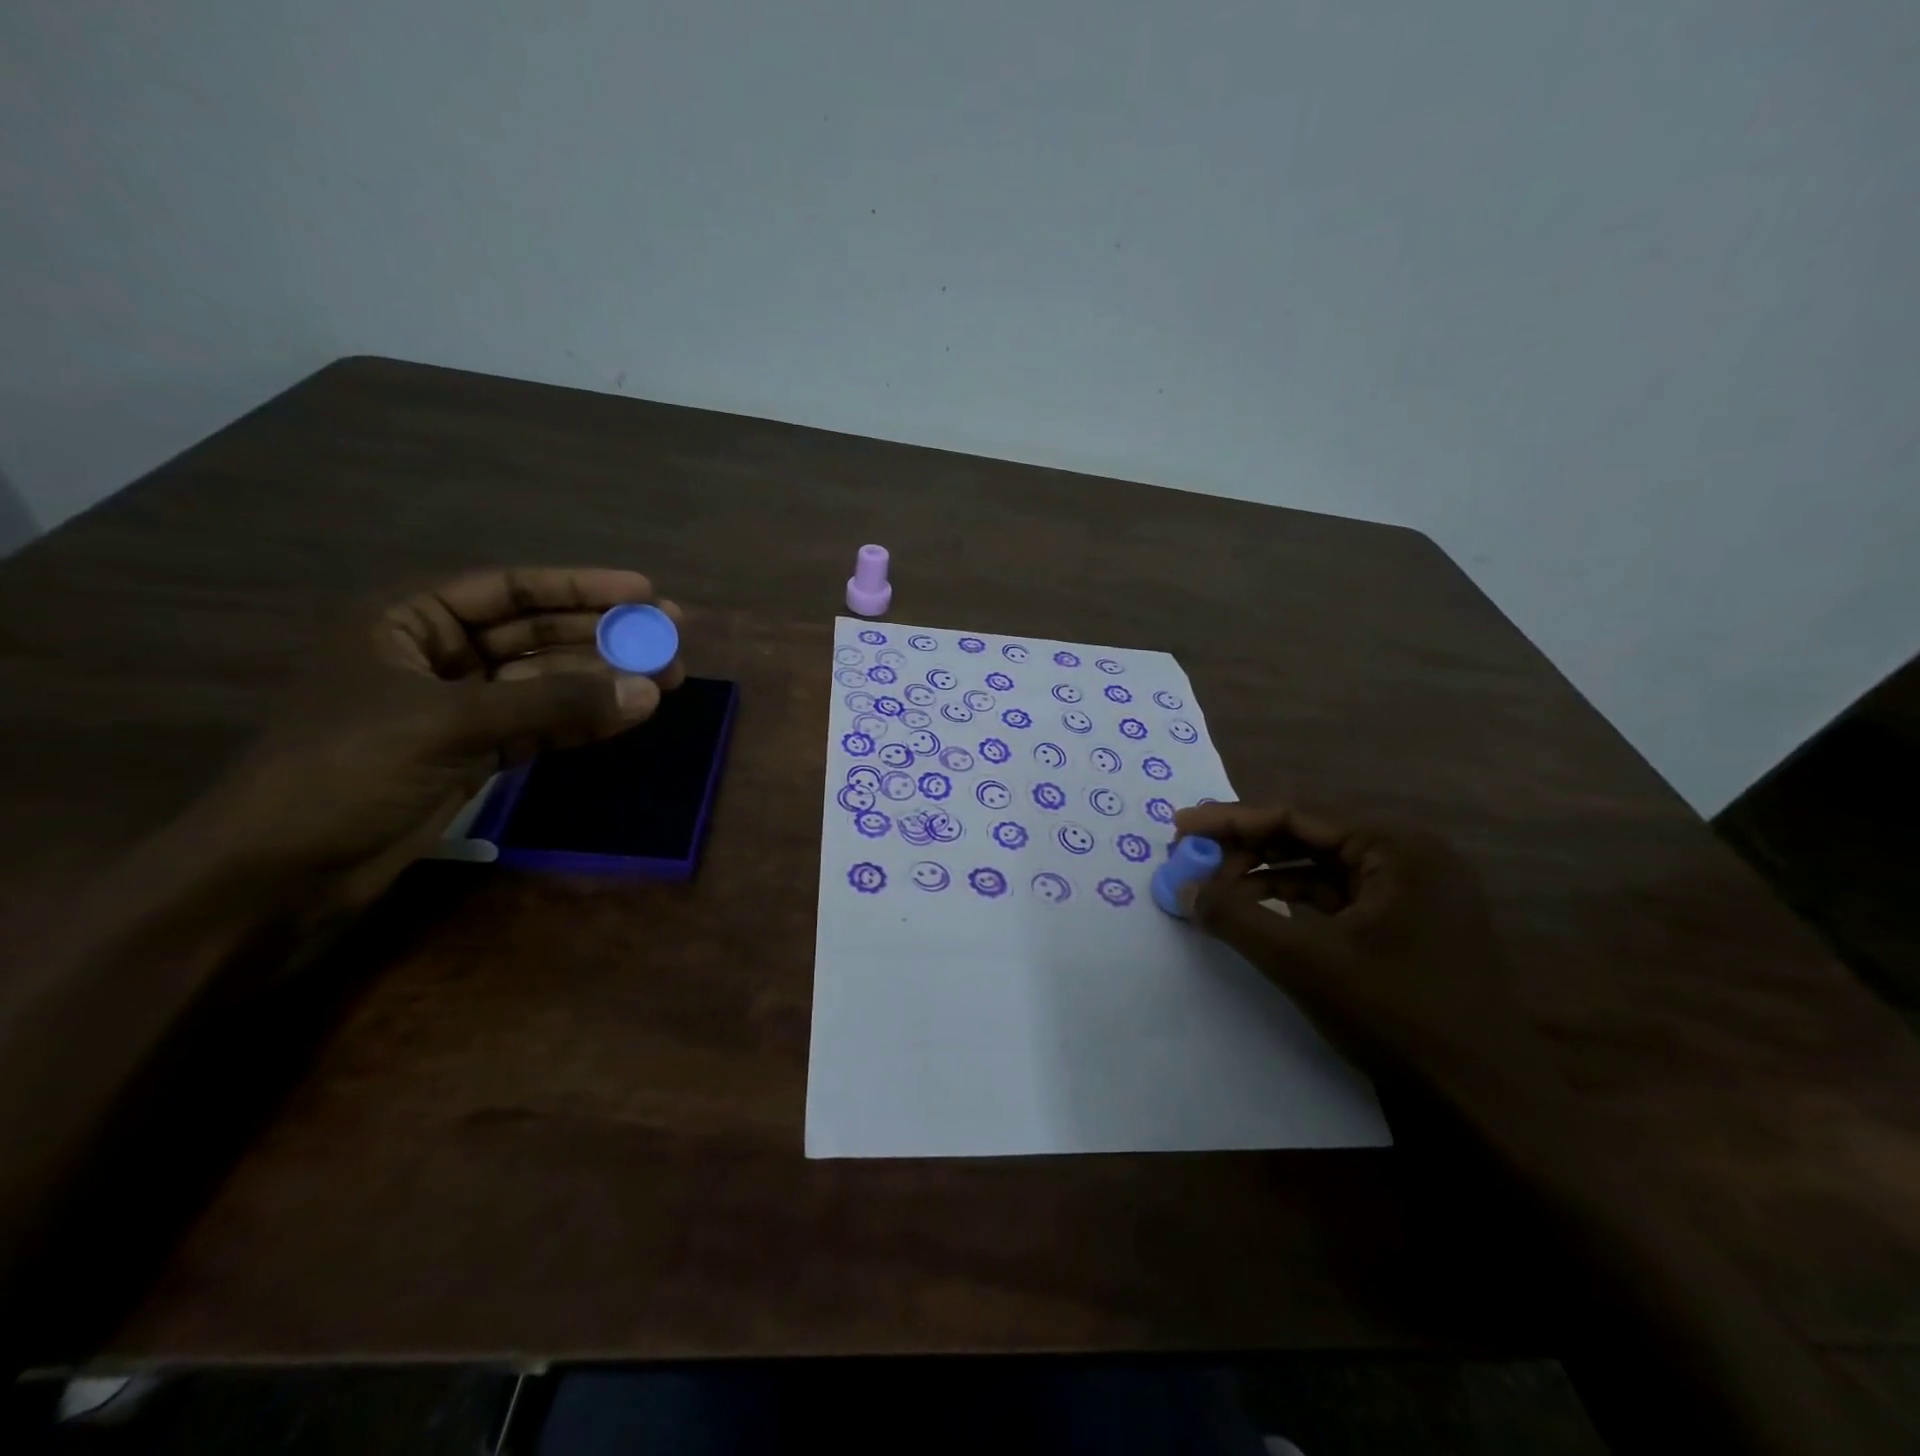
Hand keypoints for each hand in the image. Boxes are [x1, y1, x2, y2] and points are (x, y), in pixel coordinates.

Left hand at [195, 567, 683, 907]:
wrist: (279, 875)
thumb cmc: (343, 772)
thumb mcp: (449, 724)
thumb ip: (553, 704)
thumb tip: (648, 691)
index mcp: (405, 621)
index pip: (508, 589)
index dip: (579, 587)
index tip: (644, 592)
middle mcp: (436, 656)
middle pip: (536, 635)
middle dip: (602, 636)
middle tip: (669, 638)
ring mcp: (459, 709)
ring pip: (546, 683)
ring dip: (602, 682)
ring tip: (667, 680)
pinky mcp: (474, 755)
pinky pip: (542, 726)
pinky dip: (583, 722)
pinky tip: (629, 717)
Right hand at [1174, 801, 1560, 1116]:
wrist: (1486, 1104)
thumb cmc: (1397, 1017)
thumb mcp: (1303, 962)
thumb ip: (1236, 917)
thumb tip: (1182, 889)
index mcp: (1397, 847)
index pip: (1296, 815)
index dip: (1230, 819)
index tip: (1179, 827)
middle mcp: (1409, 856)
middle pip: (1308, 836)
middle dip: (1245, 849)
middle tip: (1192, 862)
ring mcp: (1413, 892)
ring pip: (1320, 868)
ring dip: (1264, 876)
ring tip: (1214, 892)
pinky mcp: (1408, 925)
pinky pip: (1338, 898)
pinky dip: (1293, 902)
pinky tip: (1257, 916)